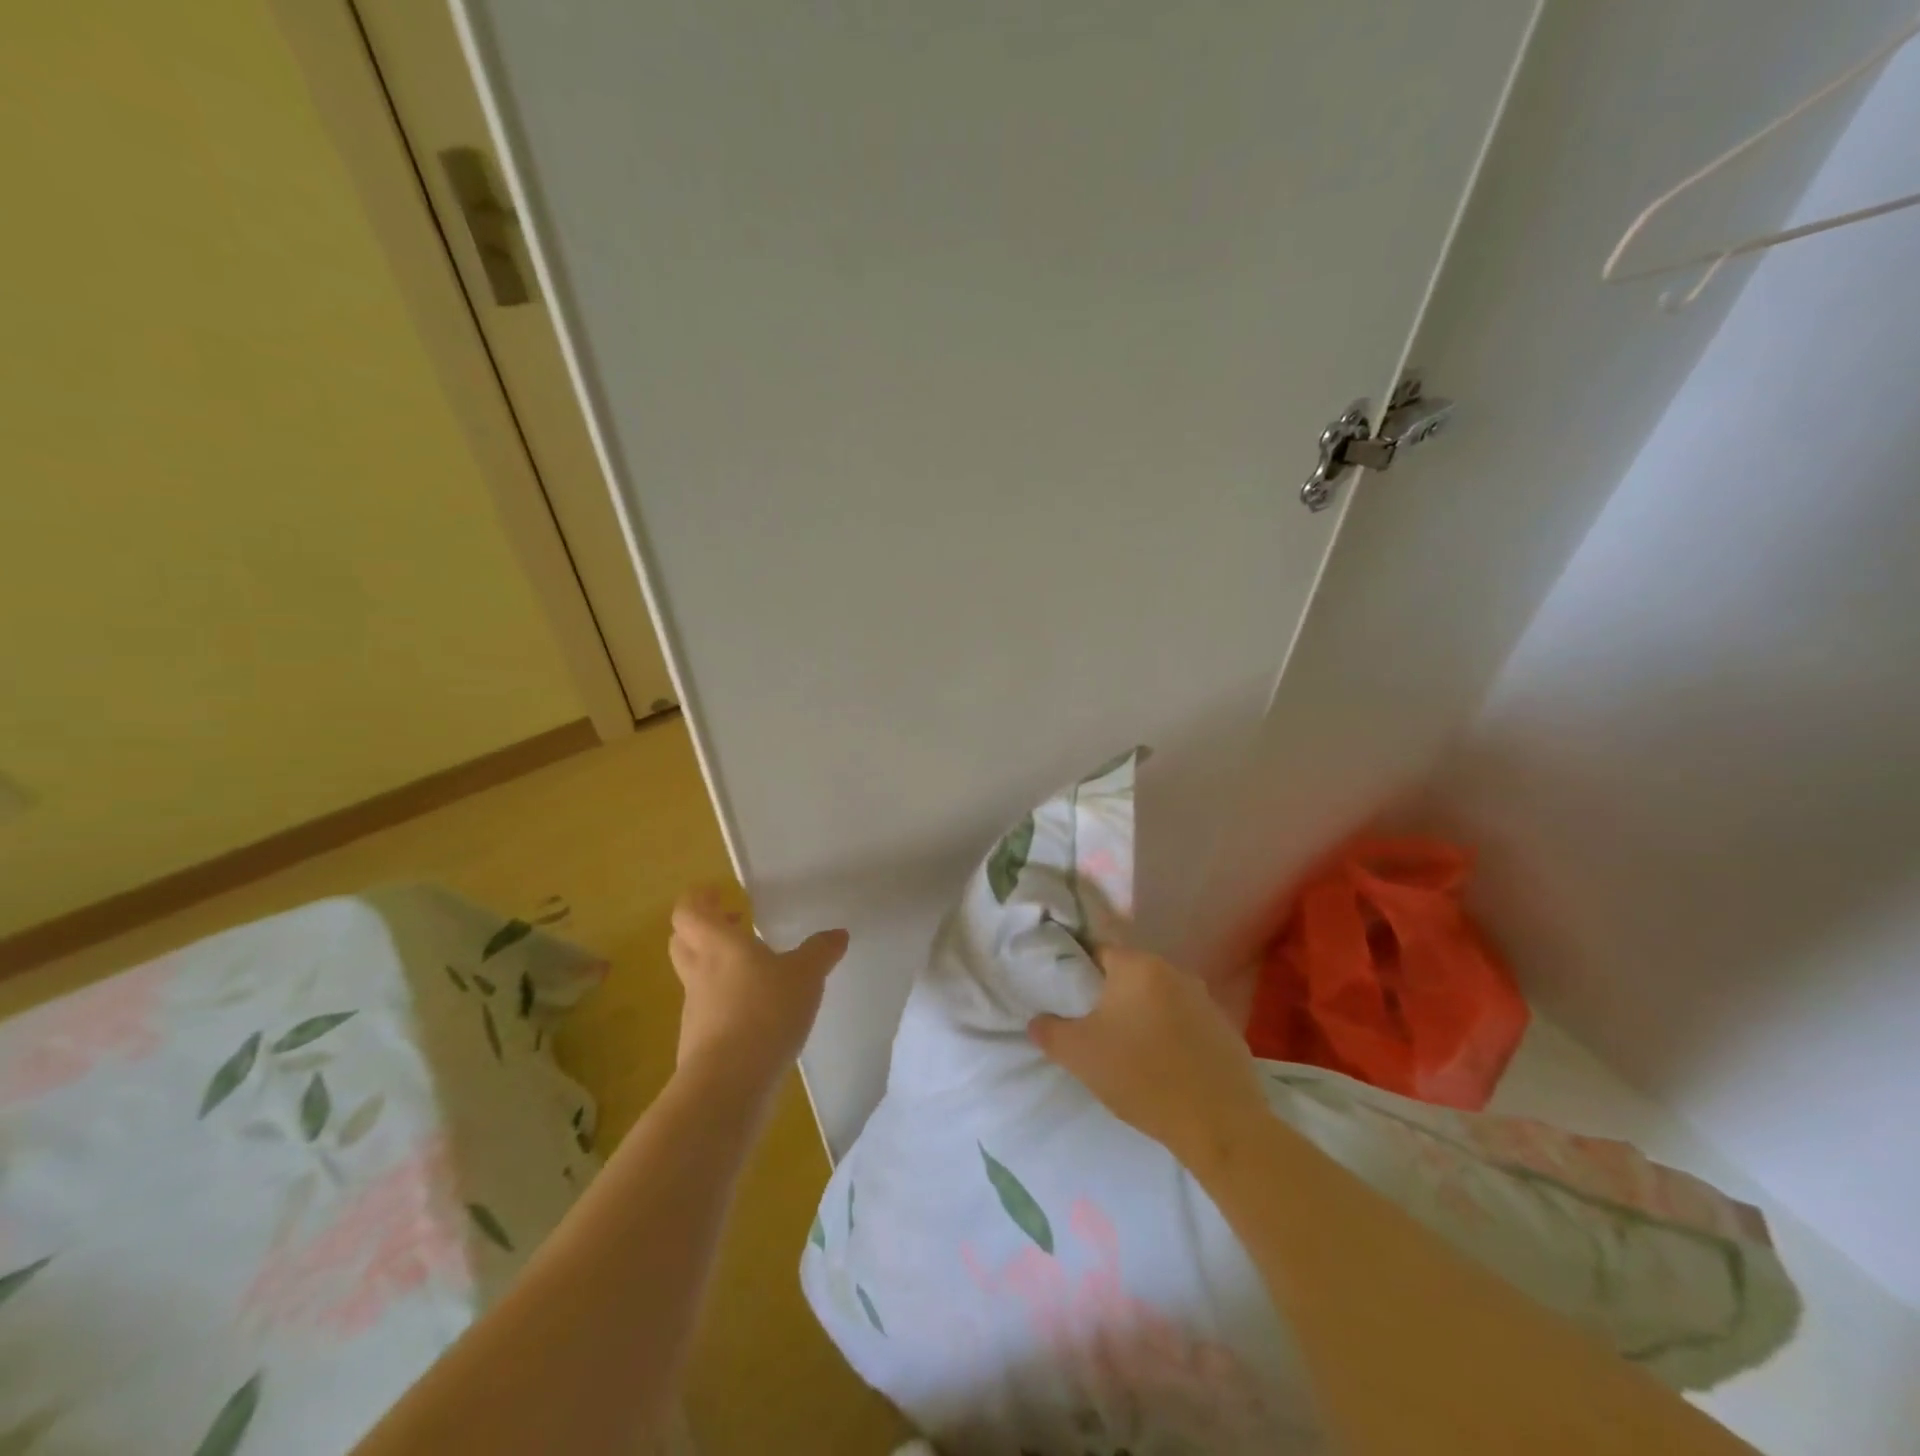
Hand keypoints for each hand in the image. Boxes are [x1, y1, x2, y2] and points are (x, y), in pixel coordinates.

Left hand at [667, 887, 848, 1084]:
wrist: (729, 1084)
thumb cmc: (765, 1012)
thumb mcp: (806, 976)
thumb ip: (820, 952)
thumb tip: (838, 935)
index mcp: (719, 944)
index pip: (689, 911)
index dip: (698, 899)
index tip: (718, 893)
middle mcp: (700, 972)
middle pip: (683, 940)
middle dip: (704, 929)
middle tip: (734, 925)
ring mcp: (695, 1009)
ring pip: (695, 976)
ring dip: (715, 966)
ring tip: (754, 970)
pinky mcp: (700, 1042)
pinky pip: (708, 1010)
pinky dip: (725, 1002)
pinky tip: (756, 1012)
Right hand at [1029, 945, 1268, 1168]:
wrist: (1219, 1126)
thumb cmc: (1141, 1077)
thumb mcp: (1079, 1055)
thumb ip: (1049, 1030)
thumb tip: (1037, 1020)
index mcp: (1138, 966)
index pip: (1098, 953)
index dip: (1079, 975)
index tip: (1070, 1002)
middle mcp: (1174, 971)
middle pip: (1130, 975)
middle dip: (1112, 997)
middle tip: (1095, 1030)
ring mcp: (1205, 1000)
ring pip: (1160, 999)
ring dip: (1144, 1016)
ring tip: (1131, 1052)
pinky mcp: (1226, 1030)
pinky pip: (1187, 1023)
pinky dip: (1173, 1036)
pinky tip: (1166, 1067)